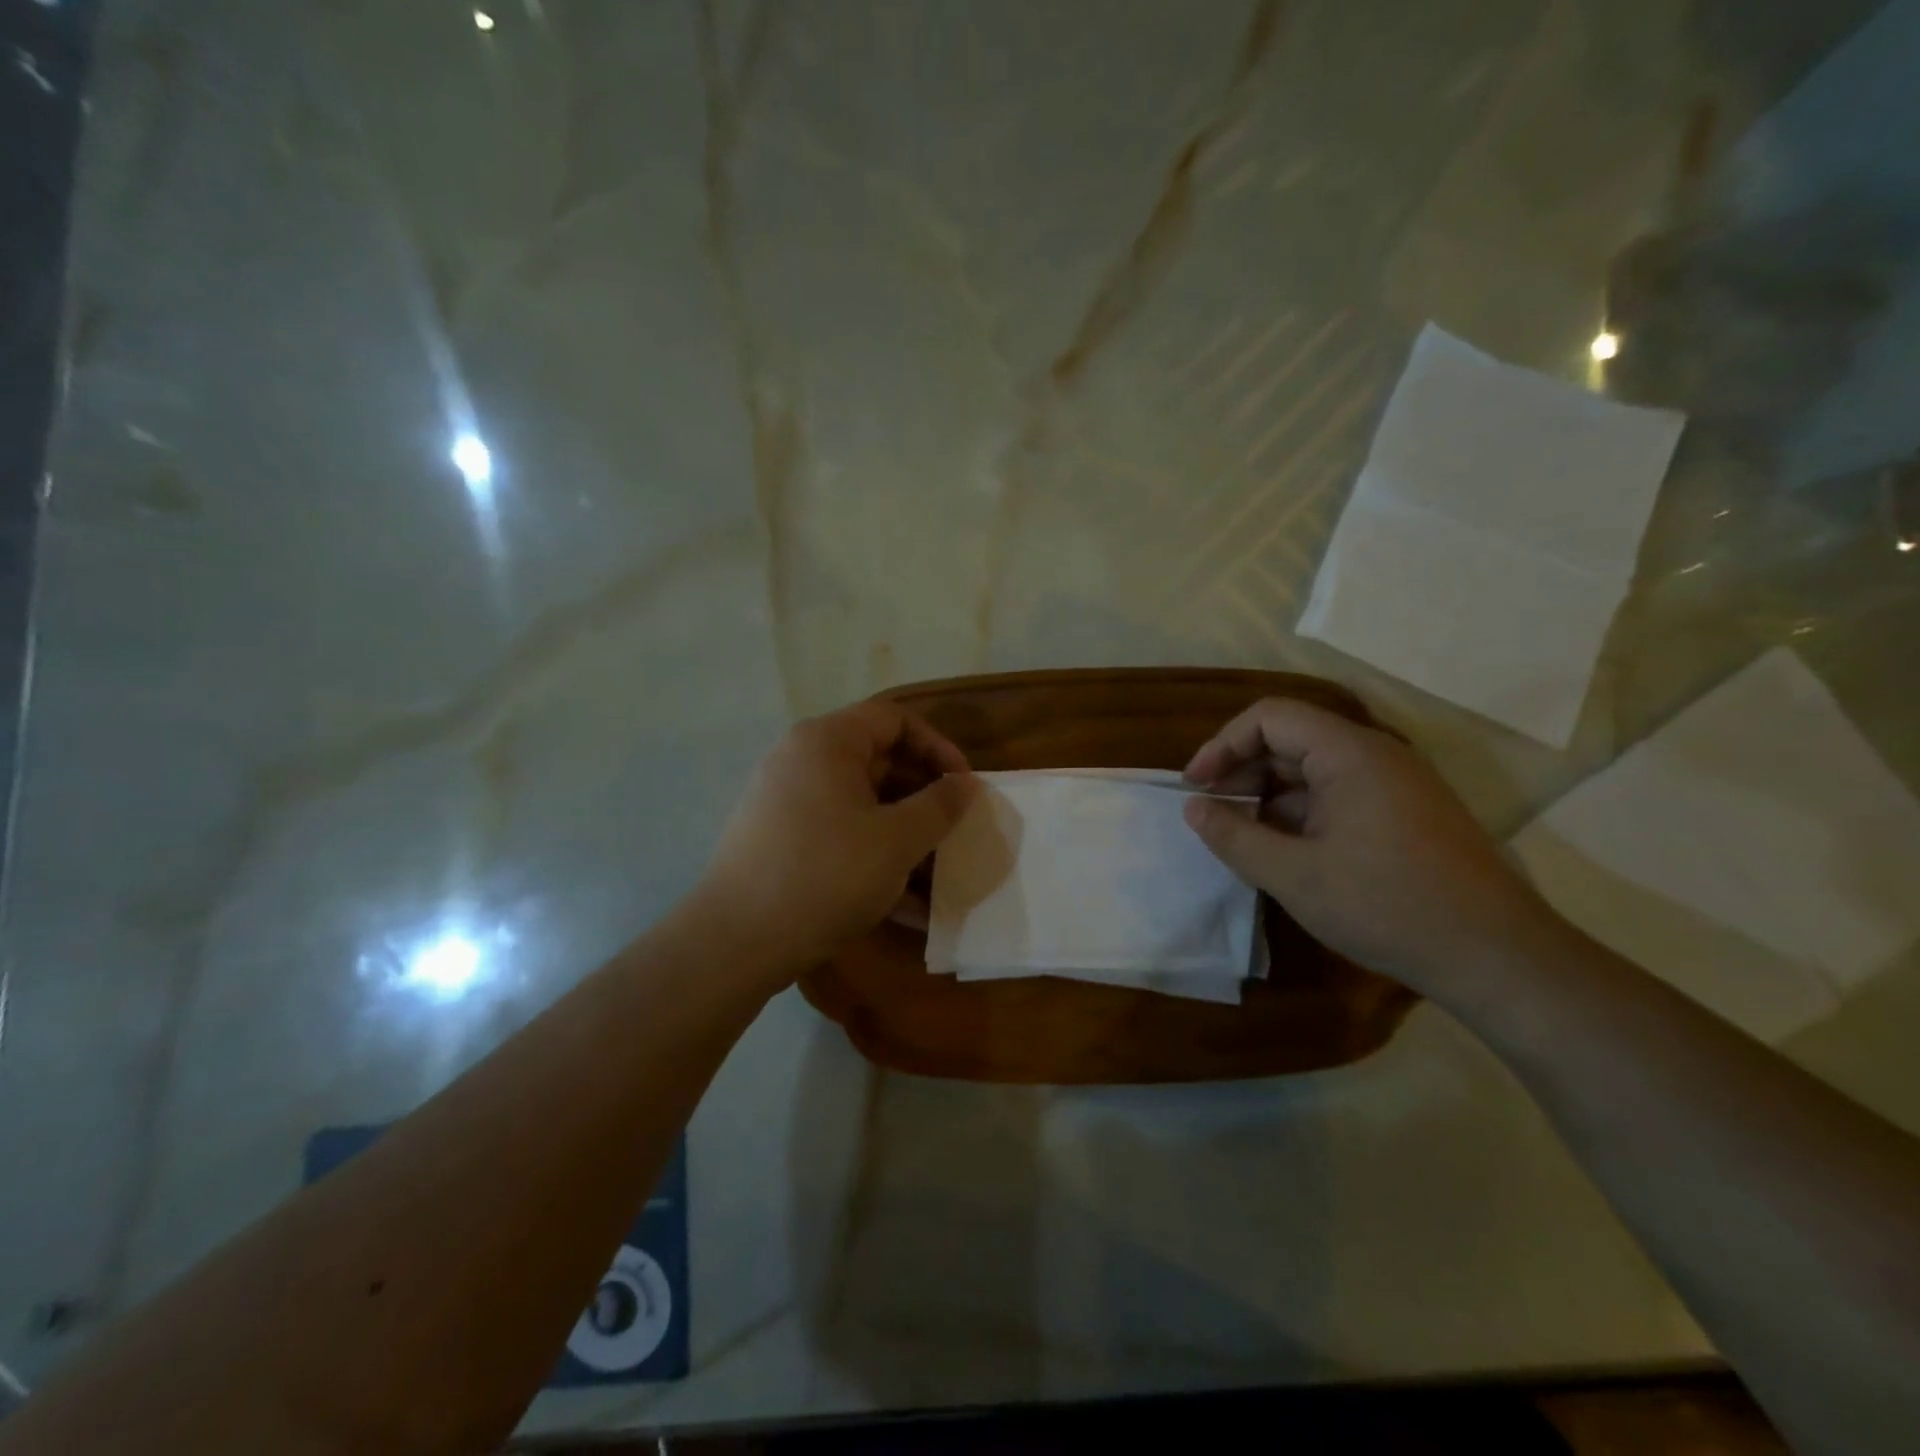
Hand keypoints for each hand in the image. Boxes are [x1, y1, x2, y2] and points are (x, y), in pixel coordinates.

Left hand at [699, 699, 977, 972]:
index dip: (938, 747)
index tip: (964, 787)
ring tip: (938, 877)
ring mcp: (786, 802)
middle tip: (955, 832)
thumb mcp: (897, 840)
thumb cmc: (827, 875)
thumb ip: (939, 806)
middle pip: (878, 762)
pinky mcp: (779, 841)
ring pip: (861, 806)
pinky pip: (839, 836)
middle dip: (924, 799)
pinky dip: (873, 859)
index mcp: (827, 742)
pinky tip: (906, 907)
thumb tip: (964, 784)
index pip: (895, 719)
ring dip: (904, 837)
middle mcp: (801, 761)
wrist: (736, 942)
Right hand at [1181, 697, 1558, 993]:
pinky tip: (1285, 852)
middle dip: (1242, 771)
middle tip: (1212, 814)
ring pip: (1313, 770)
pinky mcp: (1406, 813)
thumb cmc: (1387, 906)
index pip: (1269, 717)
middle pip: (1290, 739)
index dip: (1223, 745)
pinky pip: (1338, 795)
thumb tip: (1193, 809)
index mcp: (1349, 753)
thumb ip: (1234, 837)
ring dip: (1269, 796)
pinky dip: (1300, 813)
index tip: (1196, 787)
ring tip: (1242, 838)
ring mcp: (1395, 784)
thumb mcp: (1294, 875)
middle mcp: (1375, 755)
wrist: (1496, 957)